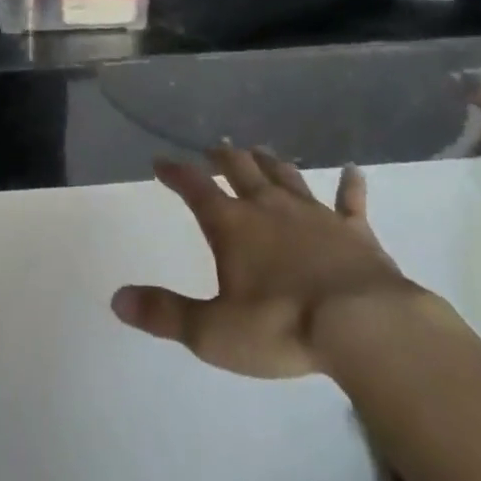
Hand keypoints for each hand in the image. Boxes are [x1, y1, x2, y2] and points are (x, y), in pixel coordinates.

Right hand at [111, 147, 416, 379]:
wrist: (362, 325)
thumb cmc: (281, 327)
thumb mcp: (213, 332)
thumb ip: (166, 314)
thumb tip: (117, 300)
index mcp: (232, 225)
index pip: (195, 187)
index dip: (175, 172)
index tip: (160, 161)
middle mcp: (268, 207)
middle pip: (240, 168)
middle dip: (223, 156)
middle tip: (215, 148)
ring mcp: (314, 213)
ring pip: (286, 175)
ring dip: (271, 162)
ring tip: (260, 151)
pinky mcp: (354, 230)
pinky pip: (350, 200)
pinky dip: (350, 185)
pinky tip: (352, 171)